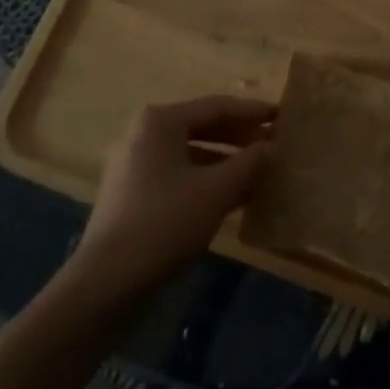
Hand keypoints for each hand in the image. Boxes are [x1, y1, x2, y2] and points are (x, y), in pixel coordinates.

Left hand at [72, 96, 273, 299]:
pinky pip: (178, 173)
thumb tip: (272, 146)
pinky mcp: (132, 192)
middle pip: (202, 126)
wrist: (107, 281)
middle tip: (274, 142)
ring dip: (226, 160)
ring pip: (190, 152)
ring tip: (259, 169)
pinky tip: (233, 195)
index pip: (217, 107)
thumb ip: (249, 162)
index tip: (282, 115)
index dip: (253, 112)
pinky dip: (206, 178)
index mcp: (160, 121)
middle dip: (240, 136)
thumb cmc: (166, 222)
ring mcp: (134, 164)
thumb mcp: (217, 190)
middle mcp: (143, 134)